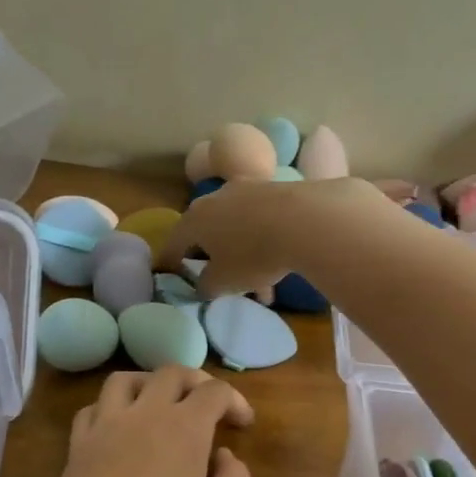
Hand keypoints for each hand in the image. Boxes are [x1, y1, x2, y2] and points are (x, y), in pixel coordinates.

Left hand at [17, 367, 253, 476]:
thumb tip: (223, 455)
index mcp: (184, 426)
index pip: (215, 391)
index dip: (235, 401)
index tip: (243, 425)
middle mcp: (144, 412)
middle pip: (171, 373)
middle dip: (196, 382)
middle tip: (209, 407)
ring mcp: (105, 425)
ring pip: (126, 379)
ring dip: (150, 383)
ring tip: (161, 405)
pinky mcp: (77, 444)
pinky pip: (94, 407)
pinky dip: (112, 407)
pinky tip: (120, 428)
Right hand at [160, 177, 385, 297]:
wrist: (305, 220)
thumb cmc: (252, 254)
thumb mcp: (223, 282)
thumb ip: (205, 286)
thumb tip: (203, 284)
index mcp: (194, 219)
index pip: (173, 244)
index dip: (170, 264)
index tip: (172, 276)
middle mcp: (215, 198)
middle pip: (206, 232)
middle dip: (212, 259)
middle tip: (218, 280)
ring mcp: (246, 190)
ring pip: (237, 228)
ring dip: (242, 256)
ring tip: (259, 286)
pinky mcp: (274, 189)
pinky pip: (260, 222)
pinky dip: (263, 244)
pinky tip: (279, 267)